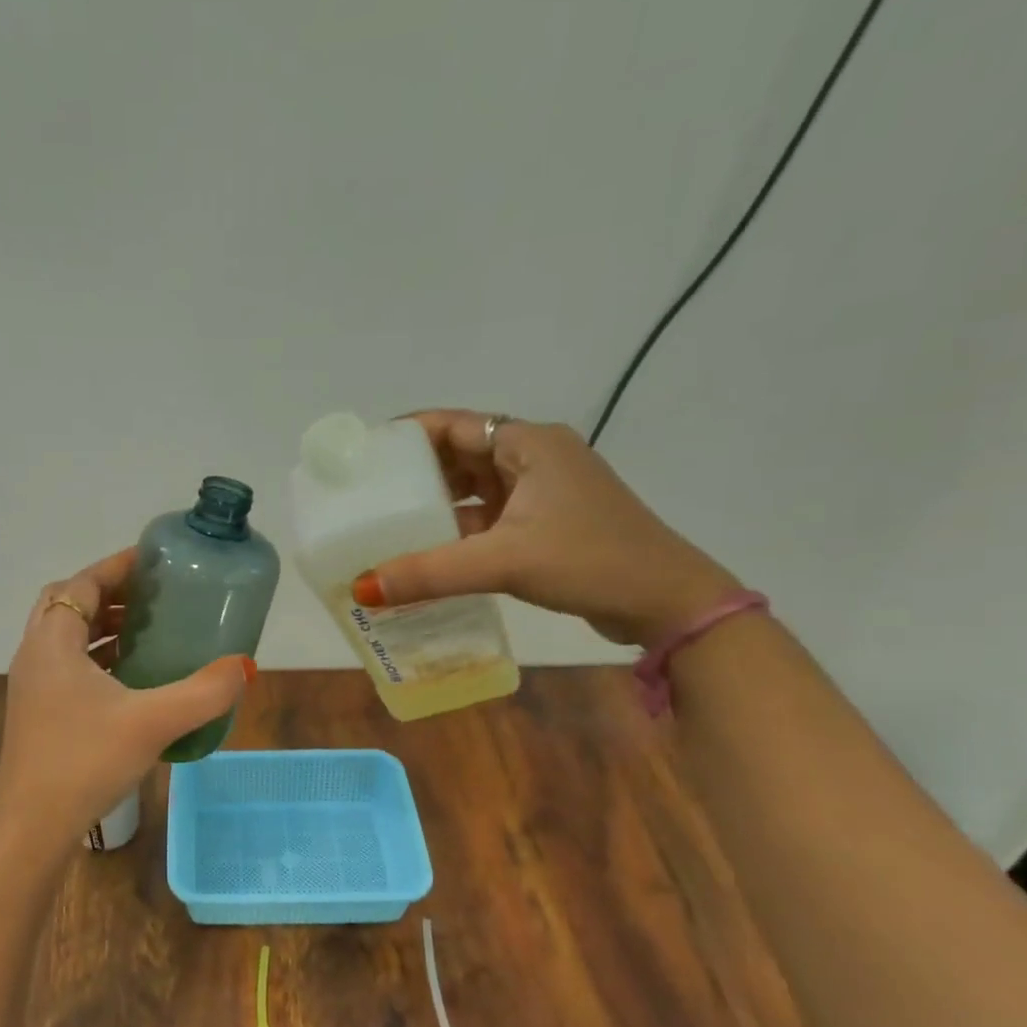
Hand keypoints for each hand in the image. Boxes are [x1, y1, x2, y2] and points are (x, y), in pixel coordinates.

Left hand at [0, 548, 255, 855]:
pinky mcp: (38, 714)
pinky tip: (132, 680)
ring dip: (104, 627)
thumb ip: (203, 693)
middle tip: (153, 597)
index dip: (116, 567)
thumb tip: (244, 667)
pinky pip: (68, 667)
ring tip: (149, 631)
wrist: (32, 828)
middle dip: (110, 594)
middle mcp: (35, 656)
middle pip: (69, 605)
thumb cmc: (85, 762)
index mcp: (52, 643)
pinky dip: (98, 658)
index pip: (81, 583)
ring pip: (66, 638)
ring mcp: (33, 688)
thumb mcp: (152, 723)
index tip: (154, 561)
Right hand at [352, 411, 740, 646]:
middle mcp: (535, 459)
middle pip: (461, 456)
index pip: (454, 424)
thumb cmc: (590, 560)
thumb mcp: (503, 561)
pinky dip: (458, 533)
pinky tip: (427, 554)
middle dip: (415, 474)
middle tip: (368, 495)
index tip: (366, 455)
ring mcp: (543, 493)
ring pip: (474, 491)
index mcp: (530, 444)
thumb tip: (361, 588)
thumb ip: (430, 572)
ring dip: (436, 507)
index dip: (407, 434)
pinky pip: (487, 520)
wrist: (666, 602)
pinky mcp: (546, 526)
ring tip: (387, 525)